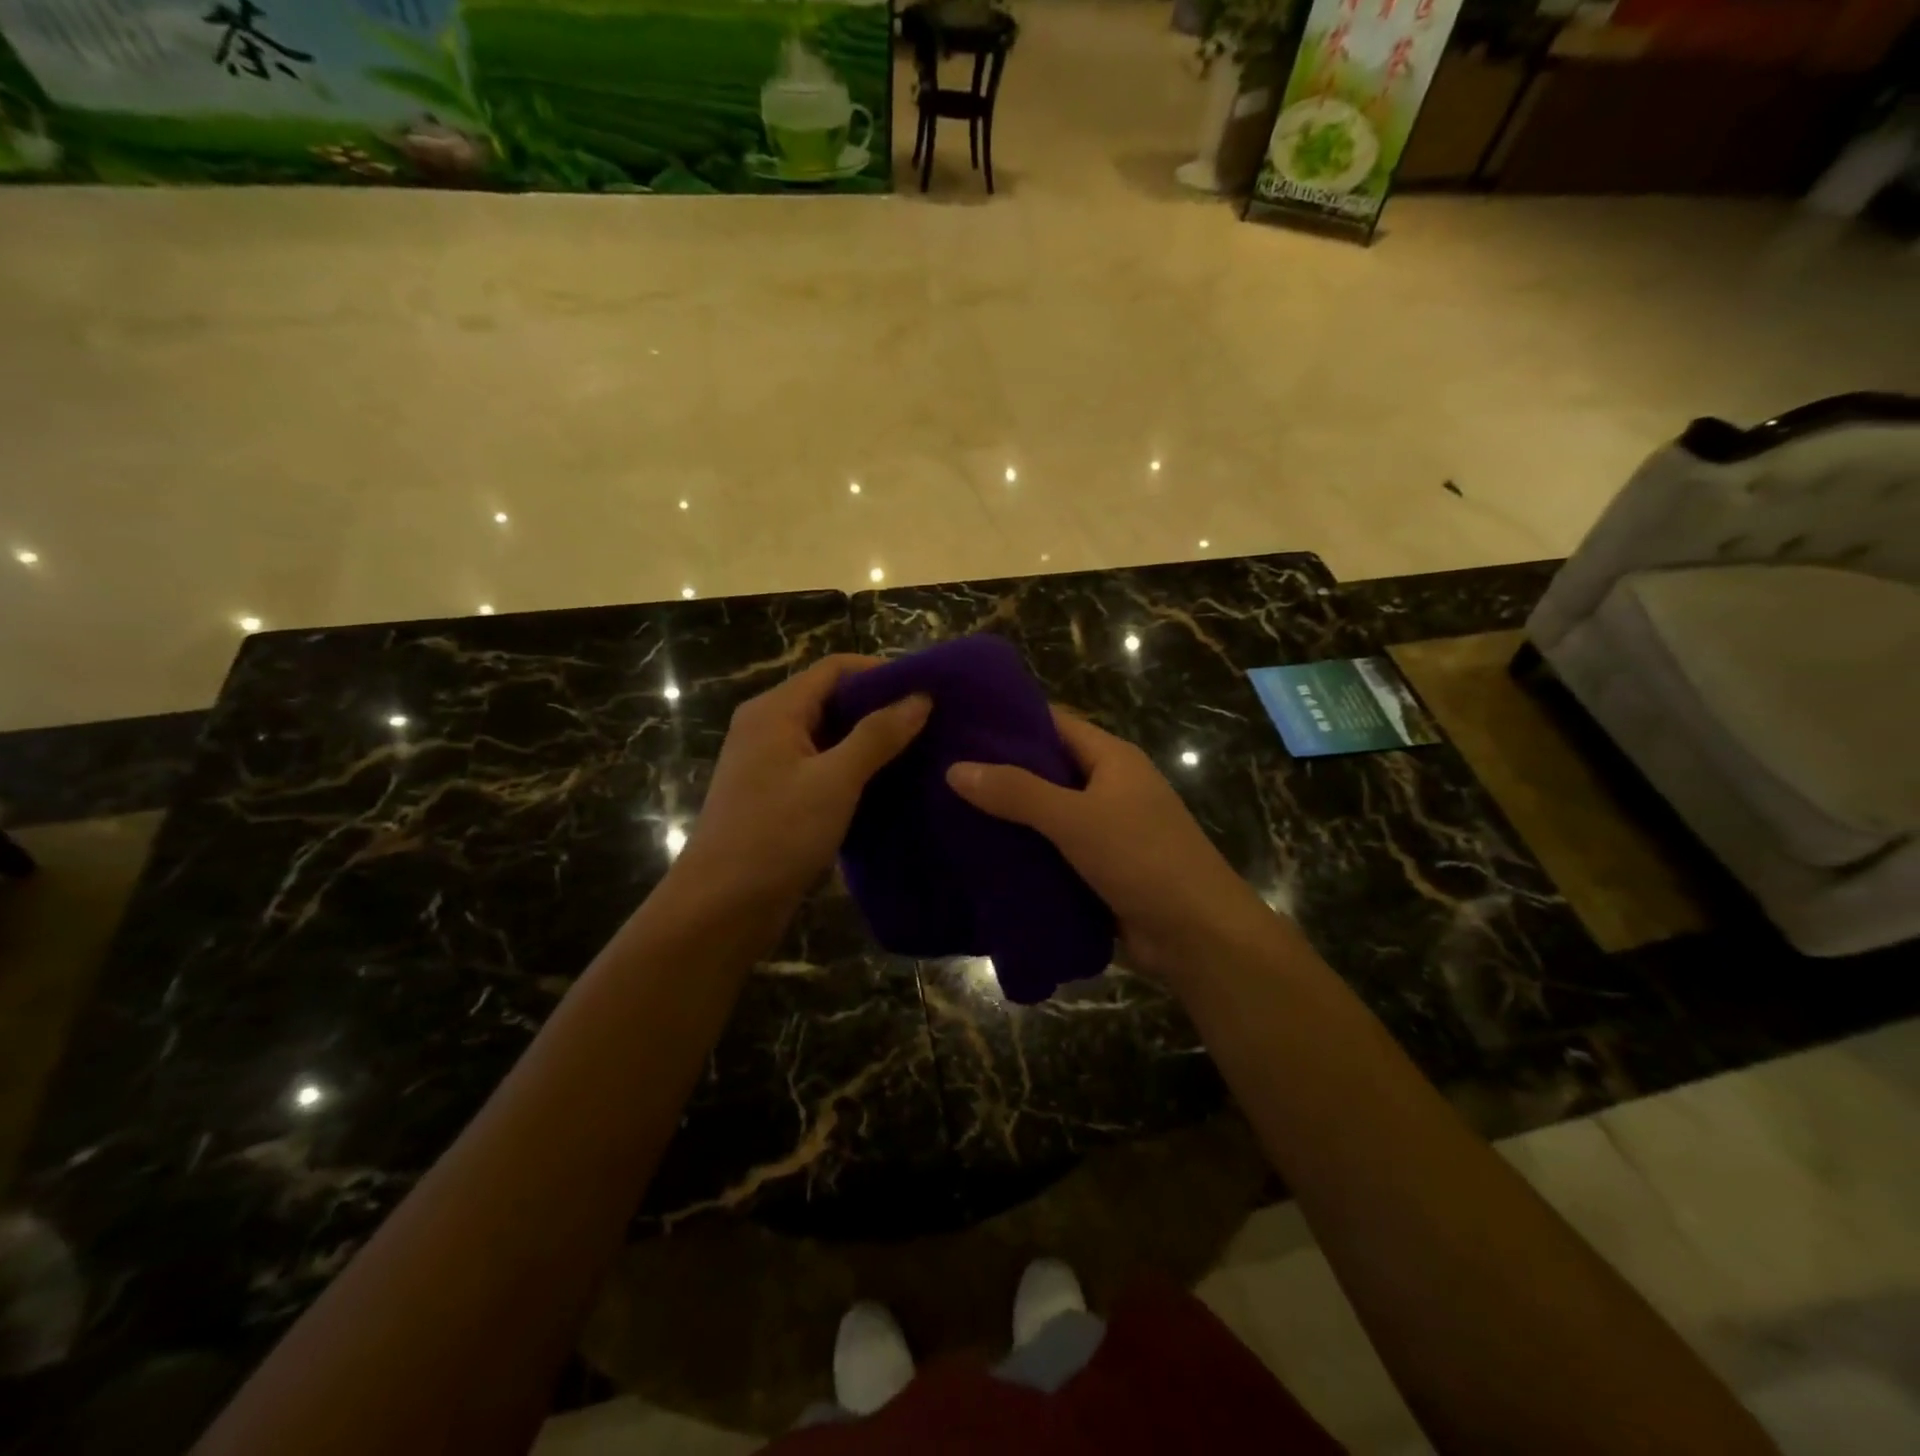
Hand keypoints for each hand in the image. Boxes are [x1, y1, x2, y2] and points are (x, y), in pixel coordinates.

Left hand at [676, 655, 928, 905]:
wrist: (722, 907)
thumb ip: (878, 735)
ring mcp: (771, 764)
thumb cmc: (776, 834)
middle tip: (932, 722)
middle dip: (880, 707)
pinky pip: (823, 767)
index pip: (834, 669)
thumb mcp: (835, 780)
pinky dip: (855, 769)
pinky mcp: (778, 796)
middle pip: (831, 699)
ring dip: (871, 741)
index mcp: (775, 710)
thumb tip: (920, 697)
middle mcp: (769, 727)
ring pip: (829, 736)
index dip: (881, 672)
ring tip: (921, 750)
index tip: (927, 688)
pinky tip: (890, 784)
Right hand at [946, 708, 1283, 991]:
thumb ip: (1017, 792)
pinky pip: (1052, 850)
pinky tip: (979, 855)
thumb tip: (954, 768)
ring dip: (1007, 815)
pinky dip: (1023, 851)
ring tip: (945, 810)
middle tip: (940, 769)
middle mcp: (1108, 786)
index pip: (1053, 722)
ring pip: (1045, 813)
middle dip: (998, 770)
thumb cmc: (1143, 859)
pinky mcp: (1098, 868)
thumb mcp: (1076, 819)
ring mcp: (1105, 829)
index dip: (1008, 718)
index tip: (957, 721)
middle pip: (1045, 768)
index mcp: (1111, 758)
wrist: (1197, 936)